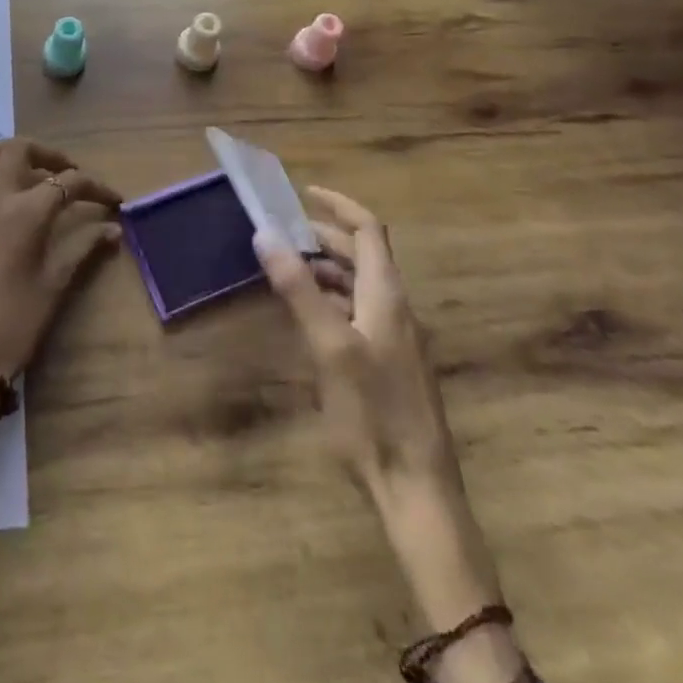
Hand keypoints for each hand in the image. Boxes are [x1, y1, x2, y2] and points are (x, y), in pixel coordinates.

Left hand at [0, 139, 121, 447]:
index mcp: (26, 212)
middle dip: (48, 154)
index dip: (95, 187)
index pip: (67, 182)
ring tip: (24, 171)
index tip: (112, 200)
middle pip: (18, 150)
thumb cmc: (16, 323)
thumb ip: (84, 248)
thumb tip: (113, 229)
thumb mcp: (56, 284)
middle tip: (66, 175)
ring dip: (2, 155)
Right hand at [258, 187, 521, 682]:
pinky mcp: (388, 364)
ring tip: (286, 267)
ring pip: (359, 284)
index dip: (339, 205)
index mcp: (386, 296)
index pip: (368, 230)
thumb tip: (266, 234)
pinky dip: (331, 298)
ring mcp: (395, 338)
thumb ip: (298, 289)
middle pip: (363, 255)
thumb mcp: (329, 347)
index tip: (304, 192)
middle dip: (324, 236)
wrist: (416, 490)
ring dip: (325, 268)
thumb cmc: (373, 414)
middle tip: (282, 232)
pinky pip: (357, 312)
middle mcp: (395, 308)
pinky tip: (306, 315)